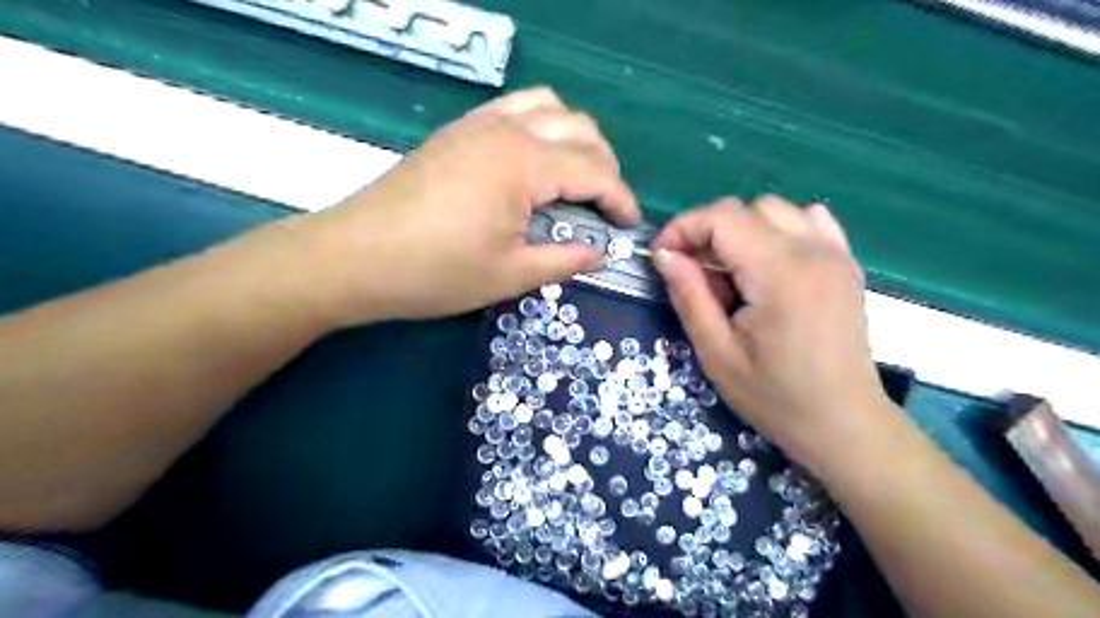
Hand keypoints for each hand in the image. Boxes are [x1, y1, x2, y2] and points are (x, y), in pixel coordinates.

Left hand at [305, 88, 641, 326]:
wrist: (355, 257)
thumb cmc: (435, 272)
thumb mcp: (508, 275)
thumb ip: (563, 260)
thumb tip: (599, 252)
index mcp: (523, 164)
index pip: (594, 170)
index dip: (619, 198)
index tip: (629, 226)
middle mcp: (506, 130)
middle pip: (579, 128)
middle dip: (604, 165)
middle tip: (604, 206)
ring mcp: (478, 125)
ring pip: (548, 106)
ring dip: (574, 137)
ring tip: (575, 178)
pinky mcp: (457, 132)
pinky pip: (515, 109)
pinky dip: (541, 126)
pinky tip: (534, 164)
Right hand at [651, 196, 893, 472]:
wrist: (844, 424)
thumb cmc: (775, 397)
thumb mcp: (717, 354)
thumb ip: (689, 296)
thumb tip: (665, 255)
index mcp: (779, 273)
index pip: (722, 218)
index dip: (683, 228)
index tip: (662, 257)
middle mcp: (812, 251)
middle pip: (746, 209)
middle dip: (708, 231)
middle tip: (694, 273)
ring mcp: (835, 254)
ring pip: (776, 210)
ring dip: (742, 230)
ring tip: (731, 272)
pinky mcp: (845, 265)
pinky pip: (810, 221)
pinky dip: (779, 230)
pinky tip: (770, 263)